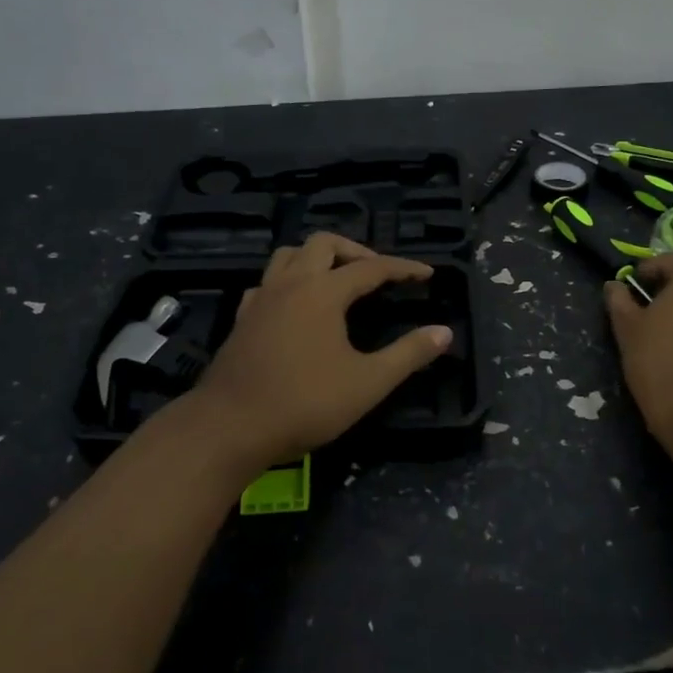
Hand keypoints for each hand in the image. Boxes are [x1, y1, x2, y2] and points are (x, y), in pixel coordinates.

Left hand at [191, 233, 452, 467]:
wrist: (229, 428)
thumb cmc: (304, 403)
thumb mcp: (367, 383)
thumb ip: (408, 354)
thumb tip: (444, 333)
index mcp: (323, 292)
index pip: (371, 268)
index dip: (403, 268)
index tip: (427, 274)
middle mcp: (291, 283)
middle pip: (324, 244)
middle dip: (356, 251)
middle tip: (377, 273)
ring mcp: (261, 298)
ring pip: (289, 255)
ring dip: (318, 258)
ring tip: (338, 280)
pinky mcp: (242, 318)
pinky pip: (267, 281)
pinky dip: (288, 281)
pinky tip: (296, 305)